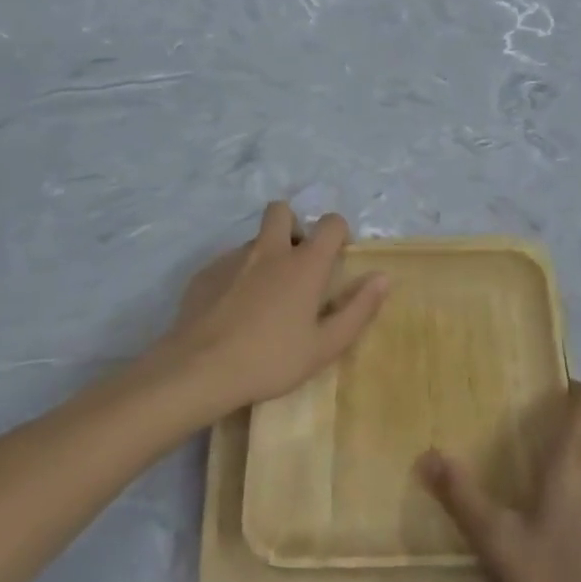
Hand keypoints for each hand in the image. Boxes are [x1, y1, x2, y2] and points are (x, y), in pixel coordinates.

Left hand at [158, 202, 388, 418]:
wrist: (198, 370)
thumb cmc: (271, 360)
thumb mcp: (325, 346)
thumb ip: (358, 309)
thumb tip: (382, 277)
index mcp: (304, 264)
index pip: (331, 223)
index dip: (338, 233)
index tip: (336, 258)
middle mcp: (270, 250)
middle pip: (282, 211)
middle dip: (292, 226)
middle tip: (295, 263)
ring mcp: (232, 258)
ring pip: (254, 240)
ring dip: (264, 255)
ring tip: (262, 299)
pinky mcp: (204, 273)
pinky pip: (227, 263)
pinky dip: (236, 278)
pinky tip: (231, 313)